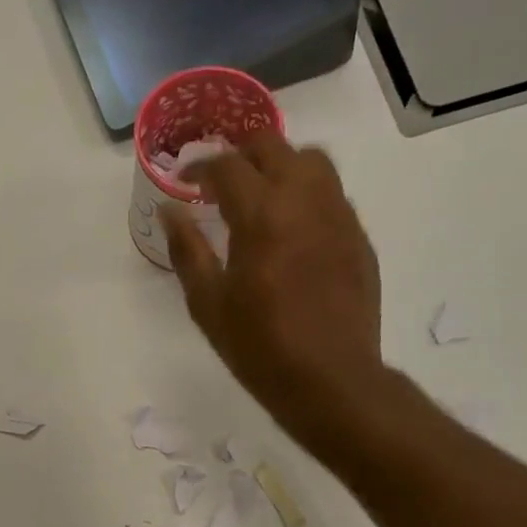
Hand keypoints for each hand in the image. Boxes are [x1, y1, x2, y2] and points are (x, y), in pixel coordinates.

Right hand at [160, 132, 386, 446]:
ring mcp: (339, 215)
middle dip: (240, 154)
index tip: (184, 180)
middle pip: (273, 147)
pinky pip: (331, 193)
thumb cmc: (258, 346)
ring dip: (279, 165)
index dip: (199, 167)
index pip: (227, 166)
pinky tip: (290, 228)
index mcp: (262, 215)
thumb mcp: (207, 303)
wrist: (330, 378)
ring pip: (311, 161)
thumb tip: (168, 210)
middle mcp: (305, 200)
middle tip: (218, 180)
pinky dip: (305, 193)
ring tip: (259, 195)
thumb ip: (186, 250)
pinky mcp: (358, 236)